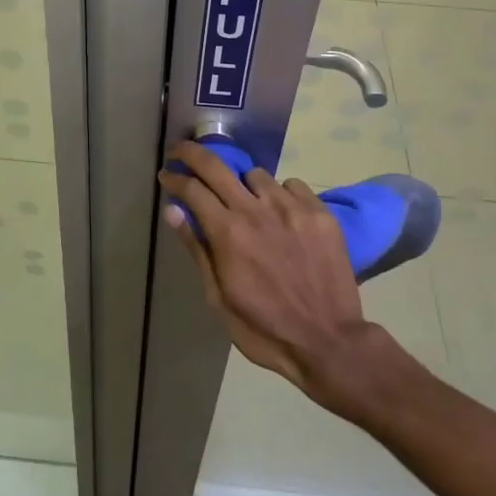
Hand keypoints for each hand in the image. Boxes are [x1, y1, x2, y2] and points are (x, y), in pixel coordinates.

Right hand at [158, 140, 374, 401]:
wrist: (329, 343)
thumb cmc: (265, 329)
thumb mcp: (220, 299)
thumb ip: (197, 250)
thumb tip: (173, 210)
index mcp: (228, 234)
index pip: (191, 188)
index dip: (174, 177)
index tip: (166, 175)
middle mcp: (256, 210)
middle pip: (216, 165)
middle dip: (192, 153)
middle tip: (182, 153)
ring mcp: (291, 207)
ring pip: (256, 175)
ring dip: (244, 185)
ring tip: (248, 204)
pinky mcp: (319, 212)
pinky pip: (292, 185)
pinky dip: (281, 195)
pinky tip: (283, 216)